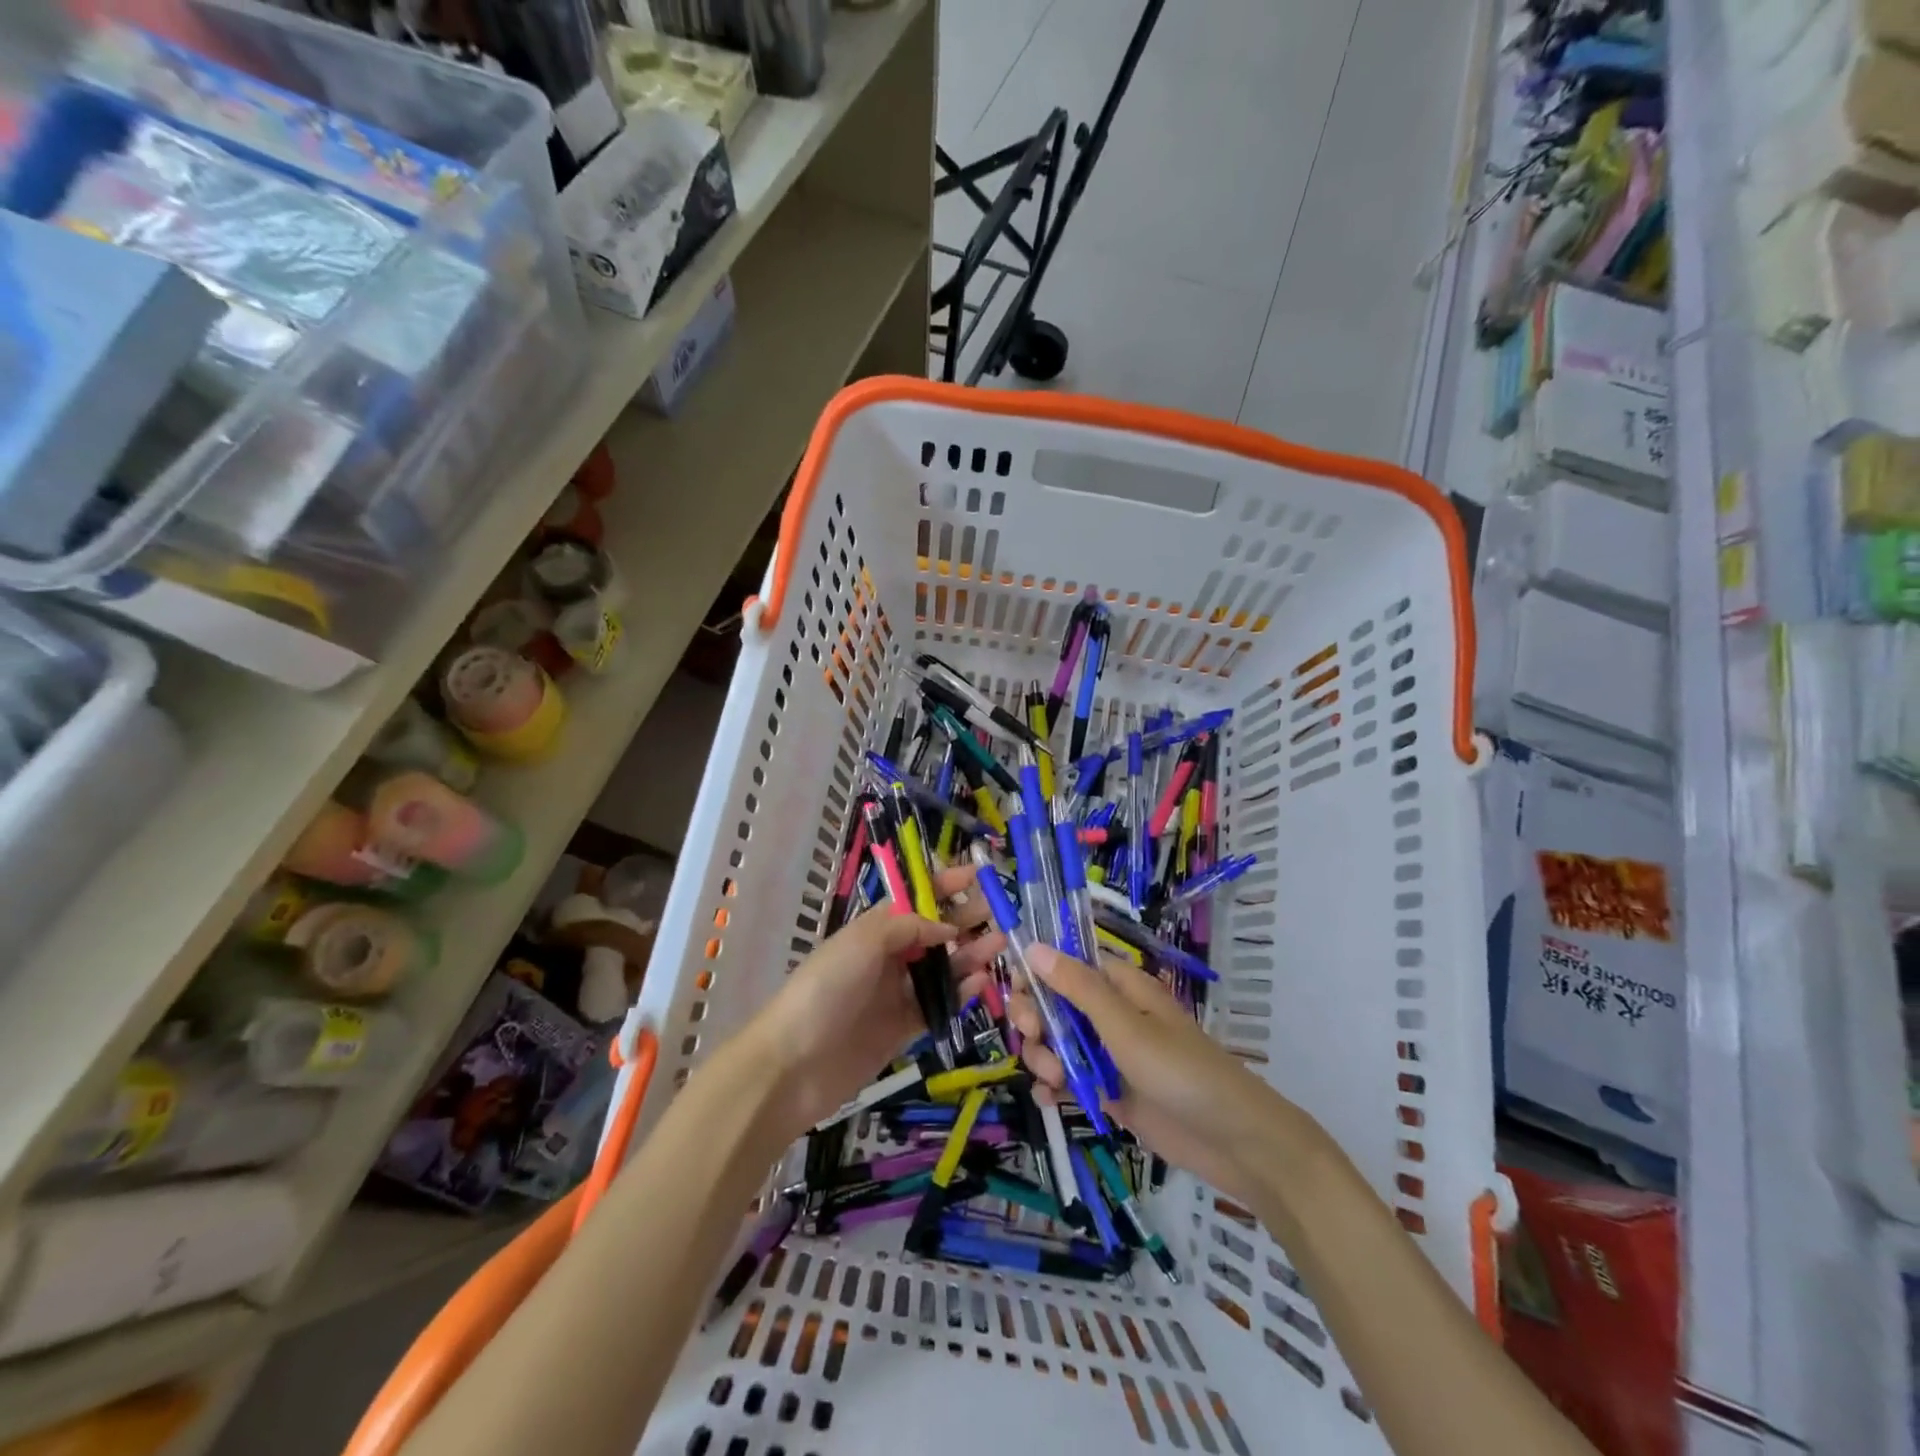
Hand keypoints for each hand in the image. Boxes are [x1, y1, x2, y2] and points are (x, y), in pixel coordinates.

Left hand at [739, 866, 1006, 1136]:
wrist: (793, 1064)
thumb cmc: (825, 989)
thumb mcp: (863, 942)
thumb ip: (908, 927)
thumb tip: (946, 929)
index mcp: (873, 929)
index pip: (914, 899)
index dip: (943, 885)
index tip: (975, 876)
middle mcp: (886, 957)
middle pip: (933, 932)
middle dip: (964, 918)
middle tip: (998, 912)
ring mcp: (895, 993)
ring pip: (941, 968)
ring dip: (969, 955)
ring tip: (1000, 945)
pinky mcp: (903, 1029)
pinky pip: (938, 1005)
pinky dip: (960, 993)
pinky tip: (981, 983)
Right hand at [1007, 944, 1289, 1206]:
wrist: (1233, 1141)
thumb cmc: (1181, 1071)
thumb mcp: (1125, 1027)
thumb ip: (1078, 988)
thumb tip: (1033, 946)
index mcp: (1119, 986)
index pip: (1066, 964)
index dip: (1037, 973)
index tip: (1017, 992)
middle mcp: (1110, 1014)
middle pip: (1054, 1004)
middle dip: (1036, 1020)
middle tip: (1035, 1038)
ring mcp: (1109, 1054)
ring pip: (1057, 1043)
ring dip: (1044, 1056)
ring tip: (1055, 1079)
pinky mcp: (1110, 1091)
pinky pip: (1069, 1079)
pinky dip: (1054, 1086)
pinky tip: (1049, 1098)